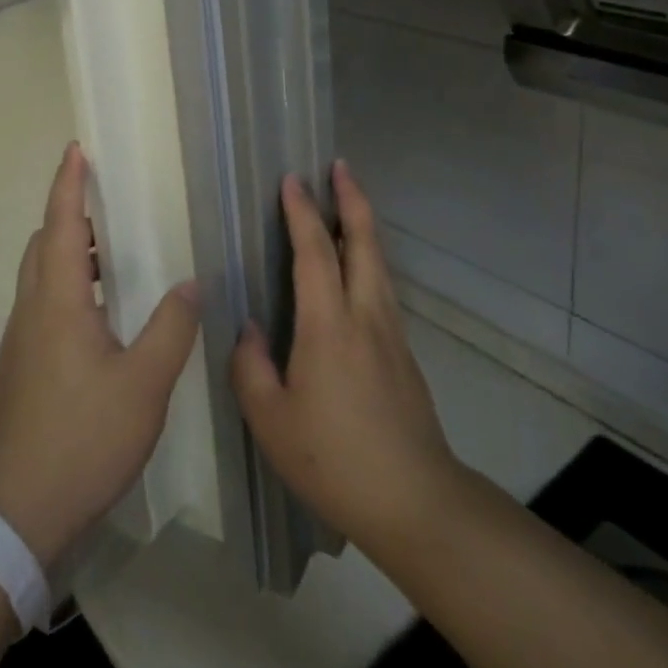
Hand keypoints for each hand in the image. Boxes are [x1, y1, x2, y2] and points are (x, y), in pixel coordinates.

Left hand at [0, 142, 201, 568]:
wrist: (17, 512)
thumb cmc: (83, 438)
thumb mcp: (144, 384)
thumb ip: (171, 328)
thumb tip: (190, 284)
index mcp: (58, 301)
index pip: (60, 224)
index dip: (68, 184)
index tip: (76, 150)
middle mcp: (31, 310)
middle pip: (42, 244)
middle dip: (68, 215)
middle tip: (106, 207)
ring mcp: (19, 341)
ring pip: (38, 277)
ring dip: (66, 253)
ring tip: (109, 258)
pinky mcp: (19, 369)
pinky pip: (40, 306)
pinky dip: (64, 287)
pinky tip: (98, 318)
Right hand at [231, 160, 461, 552]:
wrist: (415, 501)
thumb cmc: (334, 459)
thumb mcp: (271, 420)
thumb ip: (252, 366)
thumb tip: (252, 328)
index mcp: (329, 325)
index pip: (315, 251)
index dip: (302, 212)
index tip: (291, 179)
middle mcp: (365, 315)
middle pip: (364, 241)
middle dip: (352, 199)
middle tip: (340, 166)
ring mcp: (391, 333)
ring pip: (379, 262)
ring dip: (364, 225)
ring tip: (349, 203)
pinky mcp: (403, 353)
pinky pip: (382, 287)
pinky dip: (369, 258)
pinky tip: (358, 269)